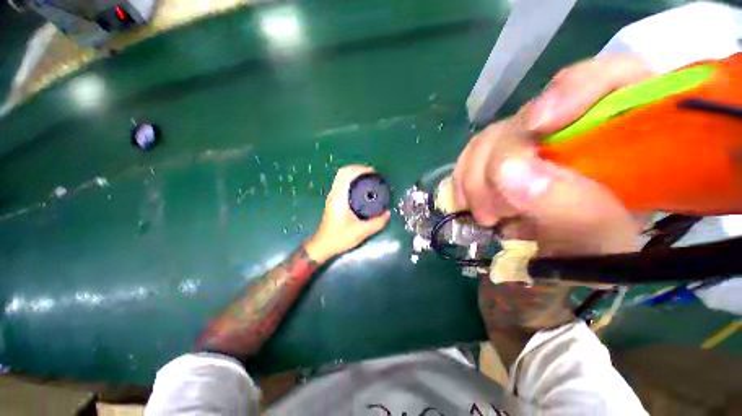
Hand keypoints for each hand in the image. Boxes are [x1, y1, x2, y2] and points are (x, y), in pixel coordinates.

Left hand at [305, 165, 390, 262]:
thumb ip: (377, 223)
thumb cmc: (340, 237)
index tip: (373, 172)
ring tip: (369, 178)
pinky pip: (342, 183)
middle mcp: (334, 194)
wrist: (323, 245)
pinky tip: (362, 188)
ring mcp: (332, 196)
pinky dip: (351, 180)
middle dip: (358, 168)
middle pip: (343, 172)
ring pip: (341, 177)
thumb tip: (388, 213)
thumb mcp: (361, 232)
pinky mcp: (333, 200)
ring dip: (354, 173)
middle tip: (372, 174)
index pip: (346, 174)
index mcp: (339, 198)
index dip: (359, 169)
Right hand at [453, 54, 653, 256]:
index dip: (571, 91)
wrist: (561, 256)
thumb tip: (511, 173)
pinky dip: (465, 179)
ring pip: (492, 136)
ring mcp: (534, 140)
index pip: (610, 78)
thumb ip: (574, 210)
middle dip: (501, 163)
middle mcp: (577, 128)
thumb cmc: (596, 254)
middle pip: (529, 115)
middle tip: (496, 212)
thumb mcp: (601, 244)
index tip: (538, 127)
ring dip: (477, 178)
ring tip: (487, 216)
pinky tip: (469, 203)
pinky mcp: (503, 154)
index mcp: (628, 137)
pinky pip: (472, 153)